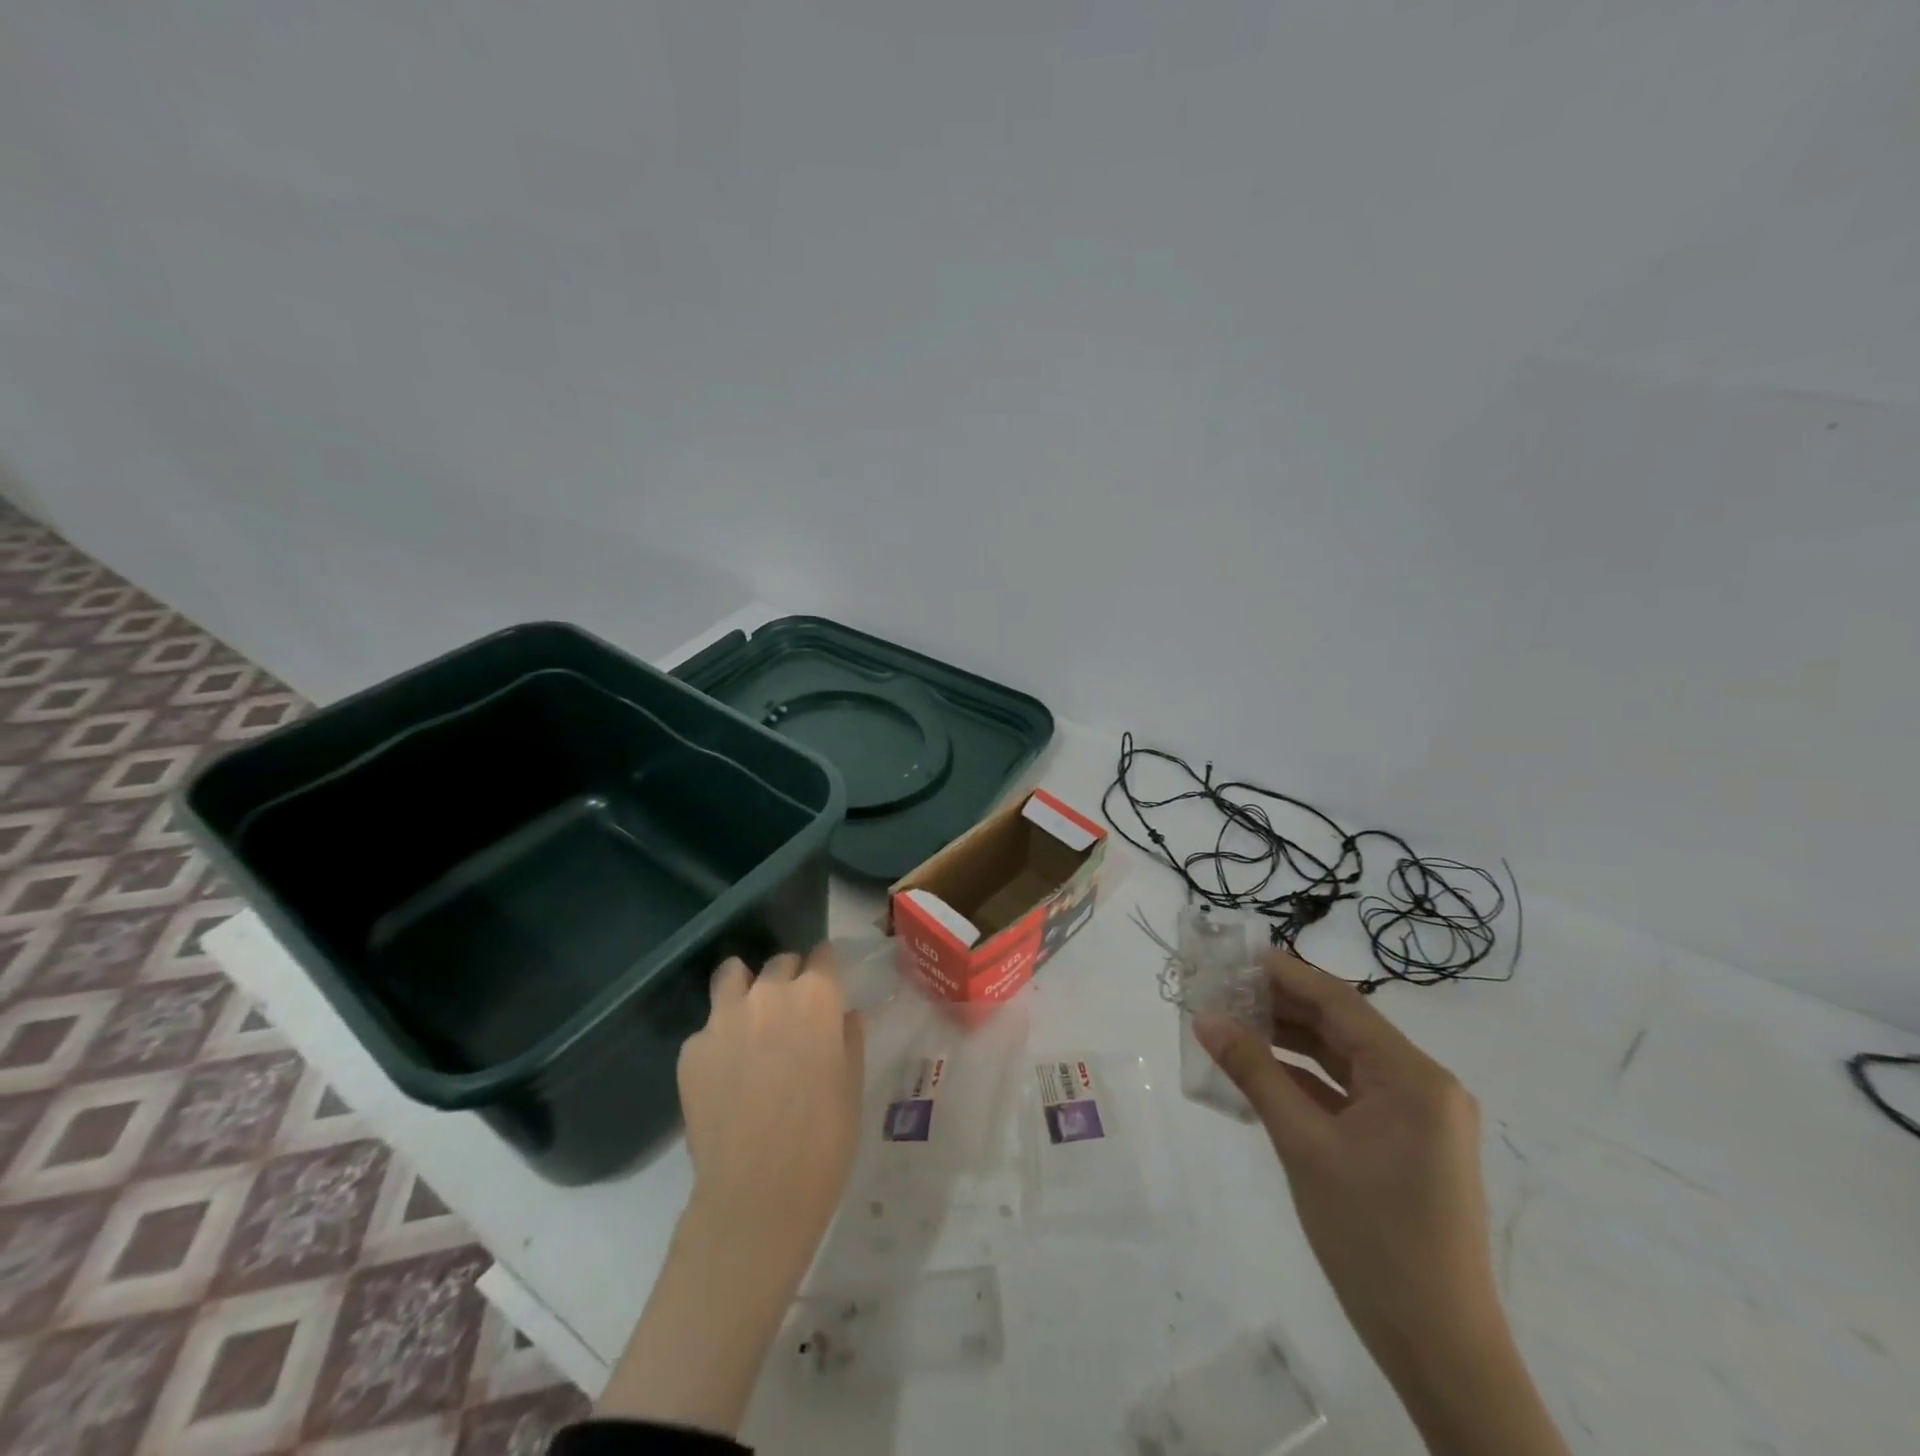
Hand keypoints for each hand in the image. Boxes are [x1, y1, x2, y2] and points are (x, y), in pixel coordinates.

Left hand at [679, 947, 865, 1258]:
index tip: (828, 983)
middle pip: (780, 963)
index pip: (823, 955)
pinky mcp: (691, 1049)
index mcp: (816, 997)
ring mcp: (723, 1018)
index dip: (826, 968)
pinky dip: (720, 1037)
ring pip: (732, 975)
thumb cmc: (824, 1140)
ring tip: (750, 1017)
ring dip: (745, 987)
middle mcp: (769, 993)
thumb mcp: (852, 1085)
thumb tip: (846, 1016)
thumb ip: (848, 1038)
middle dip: (789, 978)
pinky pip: (708, 1027)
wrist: (757, 1195)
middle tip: (794, 1013)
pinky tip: (726, 1073)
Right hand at [1197, 952, 1568, 1455]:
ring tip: (1232, 1023)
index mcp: (1413, 1076)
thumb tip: (1205, 1018)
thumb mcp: (1303, 1146)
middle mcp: (1423, 1085)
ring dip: (1289, 1041)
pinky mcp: (1405, 1143)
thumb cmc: (1372, 1238)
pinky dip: (1306, 1079)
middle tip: (1221, 989)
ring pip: (1343, 1059)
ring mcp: (1417, 1116)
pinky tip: (1261, 1072)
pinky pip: (1349, 1093)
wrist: (1438, 1348)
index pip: (1340, 1002)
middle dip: (1281, 1006)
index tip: (1234, 954)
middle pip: (1342, 1026)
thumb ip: (1254, 1073)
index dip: (1285, 973)